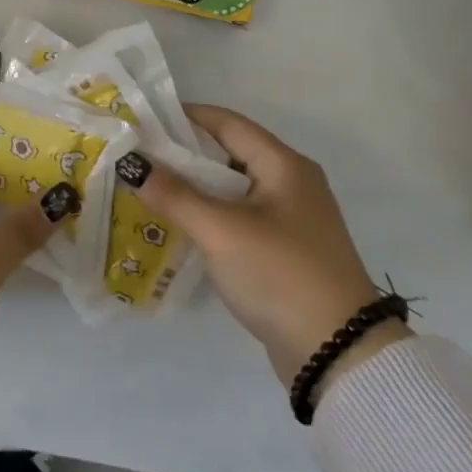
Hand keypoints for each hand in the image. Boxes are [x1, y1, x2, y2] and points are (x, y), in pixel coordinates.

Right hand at [135, 106, 410, 390]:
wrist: (339, 355)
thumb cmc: (280, 275)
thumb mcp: (221, 231)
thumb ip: (175, 195)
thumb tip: (132, 164)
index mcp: (284, 165)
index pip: (227, 123)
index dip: (185, 117)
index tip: (144, 120)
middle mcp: (291, 183)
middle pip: (229, 153)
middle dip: (184, 154)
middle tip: (139, 157)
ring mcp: (291, 219)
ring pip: (232, 188)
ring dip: (194, 188)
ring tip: (149, 189)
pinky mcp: (285, 250)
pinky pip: (240, 218)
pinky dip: (210, 215)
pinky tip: (179, 226)